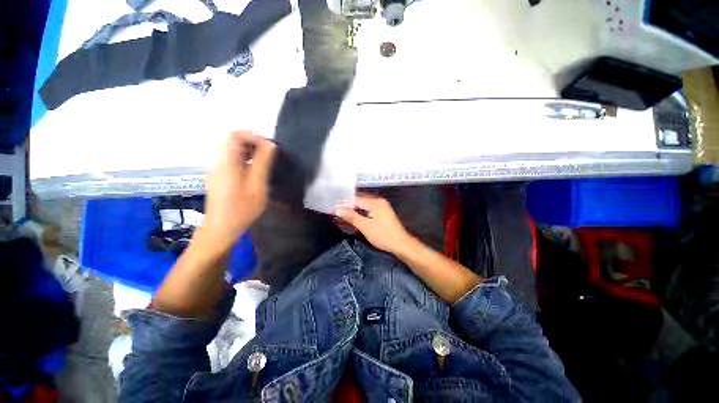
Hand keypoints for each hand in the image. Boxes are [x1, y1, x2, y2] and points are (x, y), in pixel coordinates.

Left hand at [202, 131, 275, 250]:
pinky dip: (245, 159)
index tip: (269, 147)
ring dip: (250, 151)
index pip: (234, 135)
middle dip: (253, 142)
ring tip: (265, 162)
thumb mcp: (257, 187)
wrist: (221, 228)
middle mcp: (218, 162)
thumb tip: (270, 145)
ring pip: (232, 149)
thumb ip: (263, 164)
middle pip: (232, 140)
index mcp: (226, 162)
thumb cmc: (241, 209)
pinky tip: (255, 171)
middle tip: (269, 154)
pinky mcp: (219, 176)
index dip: (253, 136)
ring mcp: (217, 169)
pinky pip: (231, 159)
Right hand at [335, 194, 411, 253]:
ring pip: (364, 205)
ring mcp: (382, 206)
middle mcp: (379, 201)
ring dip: (355, 209)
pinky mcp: (383, 213)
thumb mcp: (365, 226)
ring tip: (343, 213)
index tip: (333, 207)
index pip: (356, 199)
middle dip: (349, 205)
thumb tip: (337, 209)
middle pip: (360, 200)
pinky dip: (361, 212)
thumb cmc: (383, 235)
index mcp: (375, 202)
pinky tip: (355, 216)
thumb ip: (351, 216)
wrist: (401, 244)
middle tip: (336, 210)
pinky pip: (369, 209)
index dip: (344, 204)